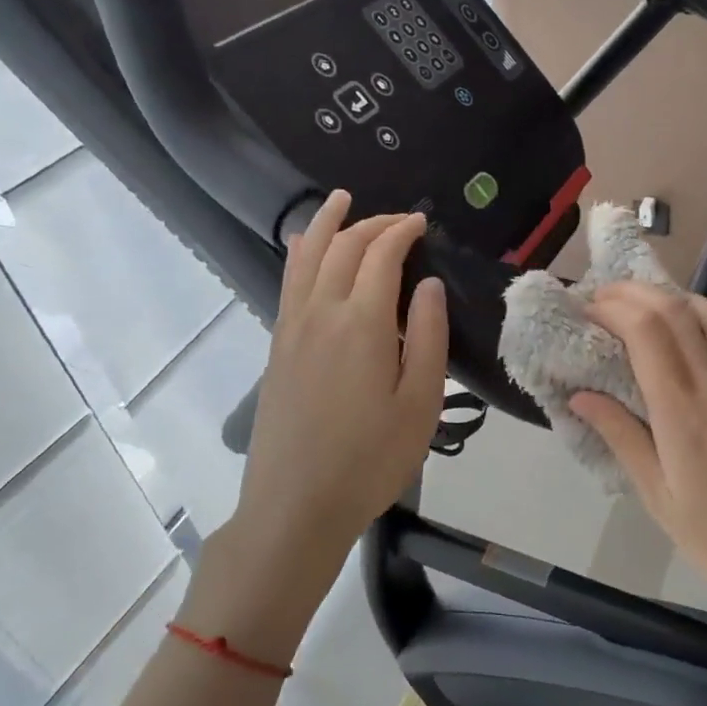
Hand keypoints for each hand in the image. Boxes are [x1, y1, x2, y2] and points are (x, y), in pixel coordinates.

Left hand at [180, 191, 447, 663]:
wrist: (296, 505)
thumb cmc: (371, 459)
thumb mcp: (420, 403)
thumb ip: (429, 336)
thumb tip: (429, 284)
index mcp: (363, 323)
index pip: (381, 254)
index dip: (403, 231)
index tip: (423, 223)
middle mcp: (321, 312)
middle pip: (343, 247)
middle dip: (372, 223)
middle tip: (400, 219)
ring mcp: (291, 327)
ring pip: (306, 256)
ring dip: (326, 223)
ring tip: (340, 200)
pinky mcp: (277, 346)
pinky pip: (288, 280)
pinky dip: (301, 251)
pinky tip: (305, 248)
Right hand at [570, 282, 706, 630]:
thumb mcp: (659, 498)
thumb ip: (622, 437)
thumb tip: (581, 395)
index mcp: (684, 413)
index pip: (647, 331)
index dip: (612, 308)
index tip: (582, 311)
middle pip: (675, 310)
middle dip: (631, 293)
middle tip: (598, 301)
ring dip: (668, 297)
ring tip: (636, 308)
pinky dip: (697, 318)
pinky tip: (679, 335)